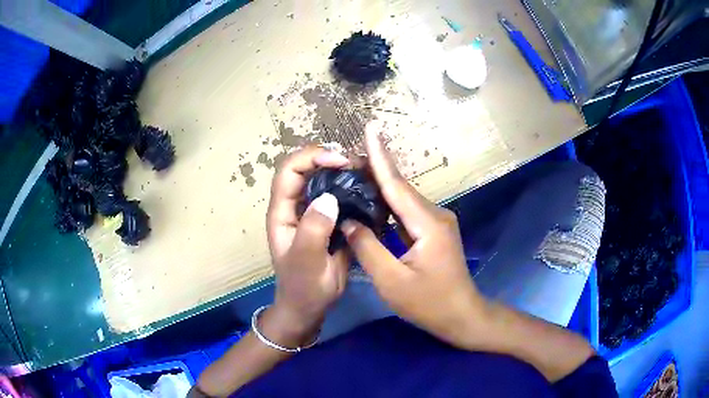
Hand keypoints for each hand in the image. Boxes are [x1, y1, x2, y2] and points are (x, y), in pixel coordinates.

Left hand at [266, 146, 350, 345]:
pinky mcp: (328, 221)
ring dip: (342, 170)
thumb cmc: (303, 288)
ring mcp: (312, 213)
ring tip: (366, 171)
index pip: (290, 170)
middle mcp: (295, 206)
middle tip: (359, 163)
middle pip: (307, 168)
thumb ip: (313, 230)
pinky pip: (338, 196)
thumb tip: (329, 197)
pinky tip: (368, 189)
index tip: (341, 161)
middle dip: (330, 158)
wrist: (309, 308)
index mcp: (282, 212)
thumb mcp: (307, 262)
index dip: (312, 157)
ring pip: (323, 180)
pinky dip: (351, 187)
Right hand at [341, 123, 487, 348]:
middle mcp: (435, 215)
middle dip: (376, 167)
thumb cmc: (428, 303)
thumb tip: (347, 221)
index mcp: (427, 224)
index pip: (397, 184)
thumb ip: (368, 248)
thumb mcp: (391, 281)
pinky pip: (407, 212)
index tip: (371, 128)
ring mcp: (437, 222)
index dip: (380, 156)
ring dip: (381, 185)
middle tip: (348, 153)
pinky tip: (372, 199)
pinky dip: (389, 204)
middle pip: (400, 187)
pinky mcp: (434, 231)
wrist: (461, 315)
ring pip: (404, 199)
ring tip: (354, 170)